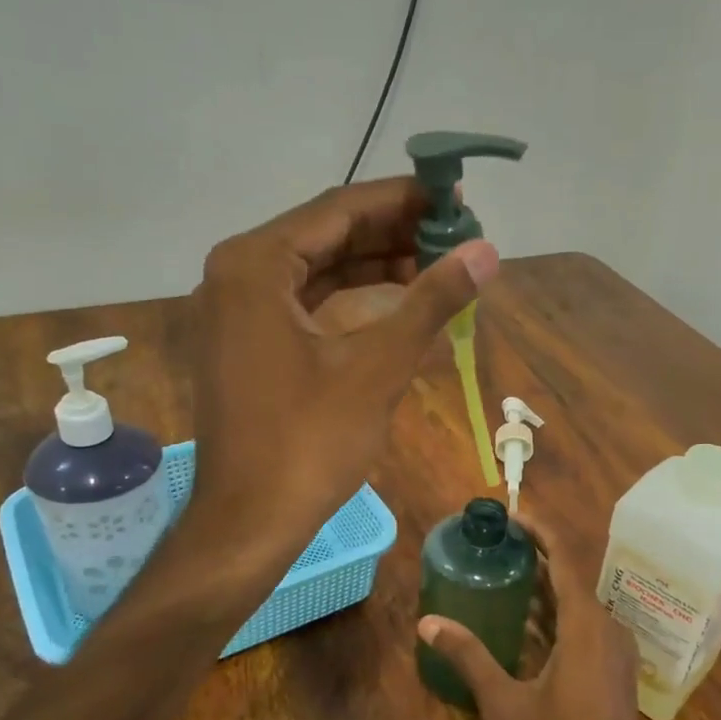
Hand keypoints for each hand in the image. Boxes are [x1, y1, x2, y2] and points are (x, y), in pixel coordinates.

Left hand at [189, 177, 496, 572]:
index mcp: (255, 264)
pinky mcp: (243, 343)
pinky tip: (395, 299)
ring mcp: (234, 311)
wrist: (249, 521)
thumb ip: (431, 301)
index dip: (403, 201)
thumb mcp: (378, 366)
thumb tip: (486, 252)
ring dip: (373, 265)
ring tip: (436, 263)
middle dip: (392, 233)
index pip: (340, 209)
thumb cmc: (310, 441)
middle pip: (325, 235)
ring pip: (315, 269)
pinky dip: (348, 298)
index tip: (455, 198)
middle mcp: (234, 274)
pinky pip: (302, 302)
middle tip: (454, 233)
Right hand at [417, 510, 654, 719]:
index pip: (565, 559)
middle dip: (537, 558)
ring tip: (503, 576)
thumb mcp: (506, 704)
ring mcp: (615, 654)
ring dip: (545, 590)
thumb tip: (428, 622)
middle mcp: (607, 629)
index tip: (512, 514)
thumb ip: (470, 657)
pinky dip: (555, 618)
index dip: (540, 531)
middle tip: (496, 545)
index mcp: (586, 625)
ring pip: (578, 606)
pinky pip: (583, 629)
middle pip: (571, 578)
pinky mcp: (614, 674)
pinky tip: (524, 626)